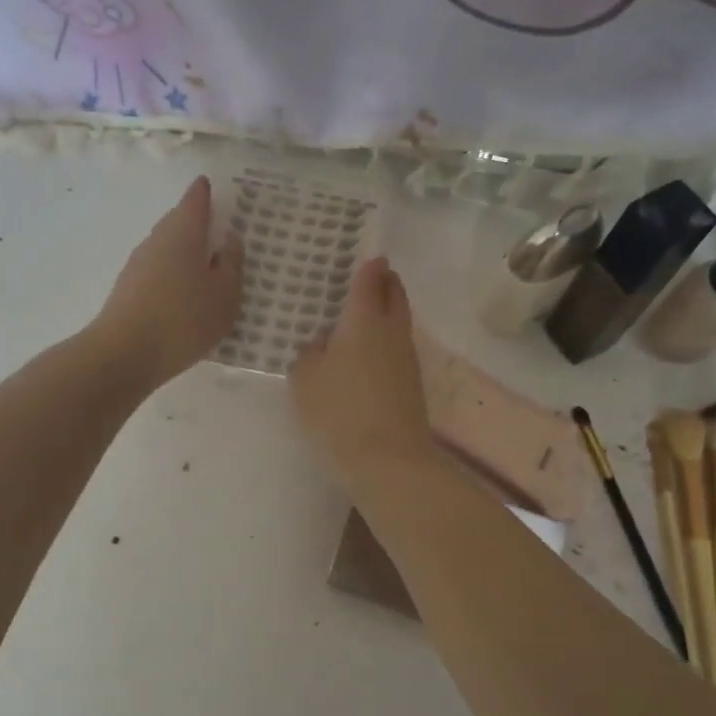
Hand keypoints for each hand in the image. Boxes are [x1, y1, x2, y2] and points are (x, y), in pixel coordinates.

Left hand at [92, 177, 243, 391]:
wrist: (124, 355)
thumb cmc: (184, 318)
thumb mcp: (225, 294)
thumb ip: (232, 264)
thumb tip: (229, 239)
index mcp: (183, 232)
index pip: (194, 200)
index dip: (204, 192)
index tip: (210, 185)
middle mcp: (157, 240)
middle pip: (177, 221)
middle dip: (195, 221)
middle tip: (216, 225)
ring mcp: (138, 265)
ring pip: (166, 246)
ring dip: (184, 249)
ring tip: (205, 262)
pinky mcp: (129, 290)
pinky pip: (159, 269)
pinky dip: (174, 271)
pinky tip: (184, 291)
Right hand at [290, 256, 433, 476]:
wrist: (389, 459)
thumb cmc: (339, 410)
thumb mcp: (304, 378)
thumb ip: (310, 353)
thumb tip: (324, 343)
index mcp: (364, 320)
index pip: (370, 281)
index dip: (369, 267)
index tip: (370, 257)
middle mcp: (391, 331)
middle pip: (395, 295)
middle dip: (387, 282)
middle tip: (376, 275)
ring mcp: (406, 358)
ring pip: (400, 322)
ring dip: (389, 311)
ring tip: (369, 312)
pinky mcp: (411, 384)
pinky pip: (398, 347)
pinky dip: (387, 339)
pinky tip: (370, 352)